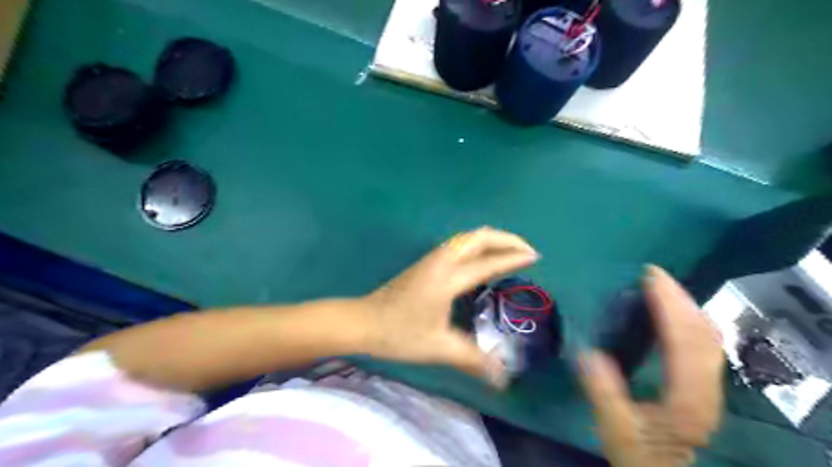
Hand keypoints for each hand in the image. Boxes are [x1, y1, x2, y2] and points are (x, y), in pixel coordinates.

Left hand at [365, 227, 540, 386]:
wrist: (362, 321)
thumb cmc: (398, 333)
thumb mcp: (438, 347)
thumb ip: (472, 359)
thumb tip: (503, 378)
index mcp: (448, 278)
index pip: (488, 262)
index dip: (513, 258)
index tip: (536, 257)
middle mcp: (442, 261)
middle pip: (478, 237)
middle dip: (506, 238)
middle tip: (527, 250)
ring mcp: (432, 259)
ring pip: (467, 237)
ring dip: (491, 239)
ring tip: (510, 250)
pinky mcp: (426, 263)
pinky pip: (459, 244)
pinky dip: (478, 245)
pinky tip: (482, 259)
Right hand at [580, 266, 721, 466]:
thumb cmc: (636, 451)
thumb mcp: (613, 426)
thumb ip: (602, 390)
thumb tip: (587, 351)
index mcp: (687, 399)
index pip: (684, 343)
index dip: (670, 306)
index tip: (650, 278)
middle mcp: (707, 389)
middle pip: (703, 335)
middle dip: (680, 299)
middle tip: (654, 274)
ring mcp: (709, 387)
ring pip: (708, 338)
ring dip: (686, 306)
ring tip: (662, 286)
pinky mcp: (703, 385)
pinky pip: (702, 343)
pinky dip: (688, 320)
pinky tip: (673, 312)